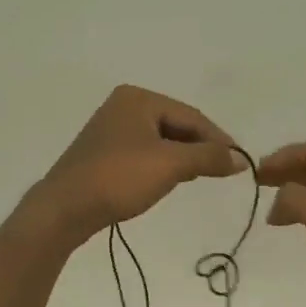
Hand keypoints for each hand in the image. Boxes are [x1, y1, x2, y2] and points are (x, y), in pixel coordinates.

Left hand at [38, 85, 242, 240]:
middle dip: (199, 147)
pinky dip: (161, 164)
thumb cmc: (119, 178)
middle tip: (221, 171)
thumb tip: (240, 159)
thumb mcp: (170, 165)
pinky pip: (144, 153)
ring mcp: (110, 129)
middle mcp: (123, 106)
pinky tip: (168, 181)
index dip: (218, 139)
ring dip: (181, 158)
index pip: (191, 115)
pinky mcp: (103, 153)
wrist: (65, 208)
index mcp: (138, 98)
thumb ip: (208, 157)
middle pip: (175, 125)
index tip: (240, 163)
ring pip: (160, 140)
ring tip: (198, 177)